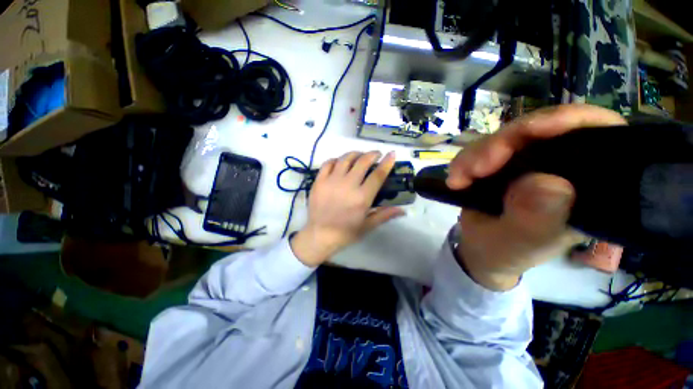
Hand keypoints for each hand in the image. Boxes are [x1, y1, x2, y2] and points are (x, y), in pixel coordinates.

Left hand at [291, 151, 405, 266]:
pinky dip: (336, 160)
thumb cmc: (345, 233)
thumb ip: (385, 215)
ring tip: (360, 156)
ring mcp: (331, 181)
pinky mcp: (319, 181)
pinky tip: (340, 162)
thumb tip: (403, 210)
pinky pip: (328, 163)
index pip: (377, 175)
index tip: (391, 154)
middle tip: (376, 154)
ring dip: (355, 154)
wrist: (320, 235)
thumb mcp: (367, 226)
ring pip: (345, 159)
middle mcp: (347, 185)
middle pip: (362, 162)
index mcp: (362, 198)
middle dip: (372, 154)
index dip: (387, 163)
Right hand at [447, 104, 626, 290]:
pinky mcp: (504, 161)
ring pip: (507, 136)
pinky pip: (484, 147)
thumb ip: (533, 220)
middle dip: (505, 142)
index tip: (533, 129)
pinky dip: (466, 159)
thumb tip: (546, 183)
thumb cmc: (505, 251)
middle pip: (544, 128)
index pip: (600, 136)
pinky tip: (456, 178)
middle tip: (476, 167)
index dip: (572, 122)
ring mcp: (531, 161)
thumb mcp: (518, 243)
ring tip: (458, 179)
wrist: (480, 248)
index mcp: (588, 189)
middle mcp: (564, 167)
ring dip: (477, 153)